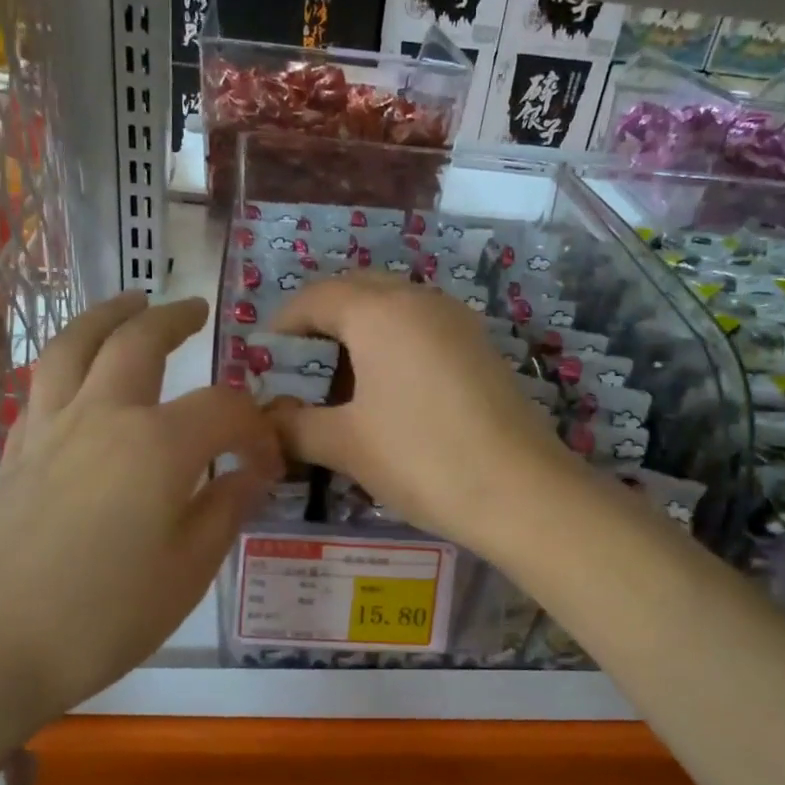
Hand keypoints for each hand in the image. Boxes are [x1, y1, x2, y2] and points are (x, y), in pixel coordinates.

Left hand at [0, 293, 280, 747]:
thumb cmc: (102, 616)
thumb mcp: (188, 571)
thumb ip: (225, 510)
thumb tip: (252, 474)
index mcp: (157, 444)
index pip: (224, 410)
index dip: (257, 430)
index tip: (270, 464)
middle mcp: (102, 418)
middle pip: (137, 343)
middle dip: (172, 319)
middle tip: (195, 309)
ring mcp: (49, 431)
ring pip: (75, 347)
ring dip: (107, 316)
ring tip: (129, 304)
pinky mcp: (14, 456)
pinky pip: (43, 388)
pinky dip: (69, 365)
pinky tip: (81, 380)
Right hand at [271, 274, 582, 552]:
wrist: (522, 492)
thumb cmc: (422, 458)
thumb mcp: (346, 444)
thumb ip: (295, 425)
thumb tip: (267, 419)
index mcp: (379, 311)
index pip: (315, 297)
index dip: (282, 326)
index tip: (263, 363)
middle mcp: (419, 300)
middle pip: (355, 293)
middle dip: (320, 325)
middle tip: (299, 372)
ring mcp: (456, 321)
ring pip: (392, 310)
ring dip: (358, 336)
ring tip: (339, 386)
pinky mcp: (479, 348)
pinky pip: (421, 330)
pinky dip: (393, 348)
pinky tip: (387, 394)